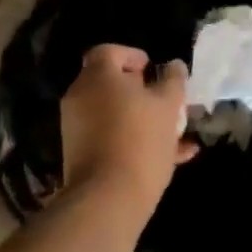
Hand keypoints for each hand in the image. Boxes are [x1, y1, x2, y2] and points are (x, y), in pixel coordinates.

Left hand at [61, 44, 197, 204]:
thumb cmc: (140, 140)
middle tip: (165, 102)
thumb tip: (174, 66)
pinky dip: (132, 140)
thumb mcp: (167, 106)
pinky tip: (170, 158)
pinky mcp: (79, 156)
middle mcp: (80, 96)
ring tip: (174, 134)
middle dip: (140, 91)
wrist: (106, 200)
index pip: (109, 51)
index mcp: (97, 76)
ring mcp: (76, 128)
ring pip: (113, 114)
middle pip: (110, 84)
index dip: (132, 56)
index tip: (152, 70)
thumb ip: (173, 81)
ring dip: (141, 119)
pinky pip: (109, 138)